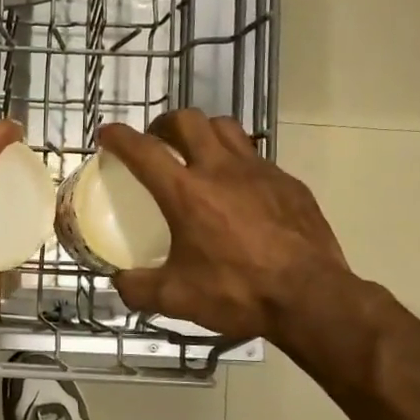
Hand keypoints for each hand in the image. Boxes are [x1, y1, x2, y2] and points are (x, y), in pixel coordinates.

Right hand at [97, 110, 352, 346]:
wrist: (312, 299)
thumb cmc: (238, 293)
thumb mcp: (176, 298)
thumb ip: (138, 288)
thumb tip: (120, 282)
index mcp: (186, 193)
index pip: (143, 150)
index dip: (119, 137)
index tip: (107, 134)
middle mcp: (220, 170)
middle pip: (187, 121)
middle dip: (164, 124)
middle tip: (157, 141)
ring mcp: (259, 172)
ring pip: (225, 127)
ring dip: (203, 132)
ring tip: (197, 152)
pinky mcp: (288, 183)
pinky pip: (256, 156)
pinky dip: (237, 161)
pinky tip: (238, 189)